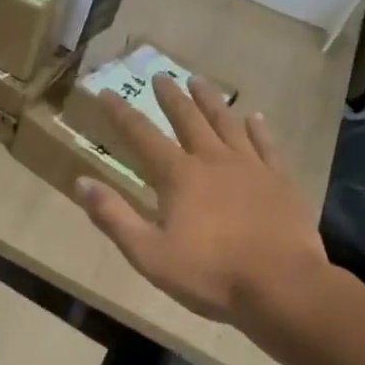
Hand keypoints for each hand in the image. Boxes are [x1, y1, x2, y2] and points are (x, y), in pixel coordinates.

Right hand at [73, 76, 333, 325]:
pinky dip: (259, 129)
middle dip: (170, 97)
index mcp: (178, 176)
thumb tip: (80, 182)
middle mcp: (213, 160)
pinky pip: (267, 145)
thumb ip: (114, 216)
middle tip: (160, 76)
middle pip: (188, 119)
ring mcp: (251, 167)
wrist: (283, 288)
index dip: (121, 113)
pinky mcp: (281, 181)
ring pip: (226, 123)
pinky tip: (255, 117)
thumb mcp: (149, 254)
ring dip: (210, 101)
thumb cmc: (211, 274)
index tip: (107, 92)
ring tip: (199, 81)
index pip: (141, 135)